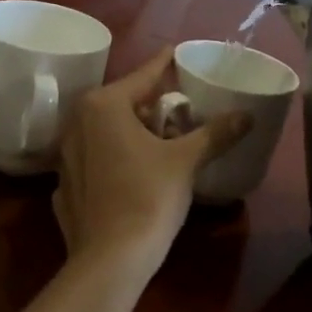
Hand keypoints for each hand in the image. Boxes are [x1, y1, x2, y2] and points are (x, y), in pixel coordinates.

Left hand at [52, 47, 251, 276]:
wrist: (110, 259)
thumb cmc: (148, 197)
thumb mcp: (186, 161)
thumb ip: (216, 133)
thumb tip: (247, 115)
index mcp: (103, 106)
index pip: (143, 76)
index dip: (164, 64)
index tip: (176, 52)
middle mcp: (77, 123)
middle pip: (123, 104)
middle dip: (151, 105)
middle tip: (180, 109)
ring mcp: (65, 156)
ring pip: (106, 132)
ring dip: (132, 133)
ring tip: (162, 142)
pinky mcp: (64, 186)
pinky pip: (96, 161)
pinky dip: (115, 160)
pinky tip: (134, 175)